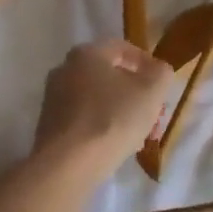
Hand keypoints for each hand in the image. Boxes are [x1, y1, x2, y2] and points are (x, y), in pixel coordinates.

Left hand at [31, 40, 175, 179]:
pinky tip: (118, 147)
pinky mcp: (50, 125)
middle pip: (110, 76)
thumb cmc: (112, 119)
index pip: (122, 48)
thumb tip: (158, 70)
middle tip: (153, 114)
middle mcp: (65, 70)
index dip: (147, 63)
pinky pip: (84, 119)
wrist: (67, 163)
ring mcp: (54, 98)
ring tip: (140, 136)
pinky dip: (103, 127)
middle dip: (137, 94)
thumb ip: (161, 73)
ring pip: (99, 100)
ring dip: (122, 113)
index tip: (161, 84)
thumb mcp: (151, 92)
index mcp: (87, 54)